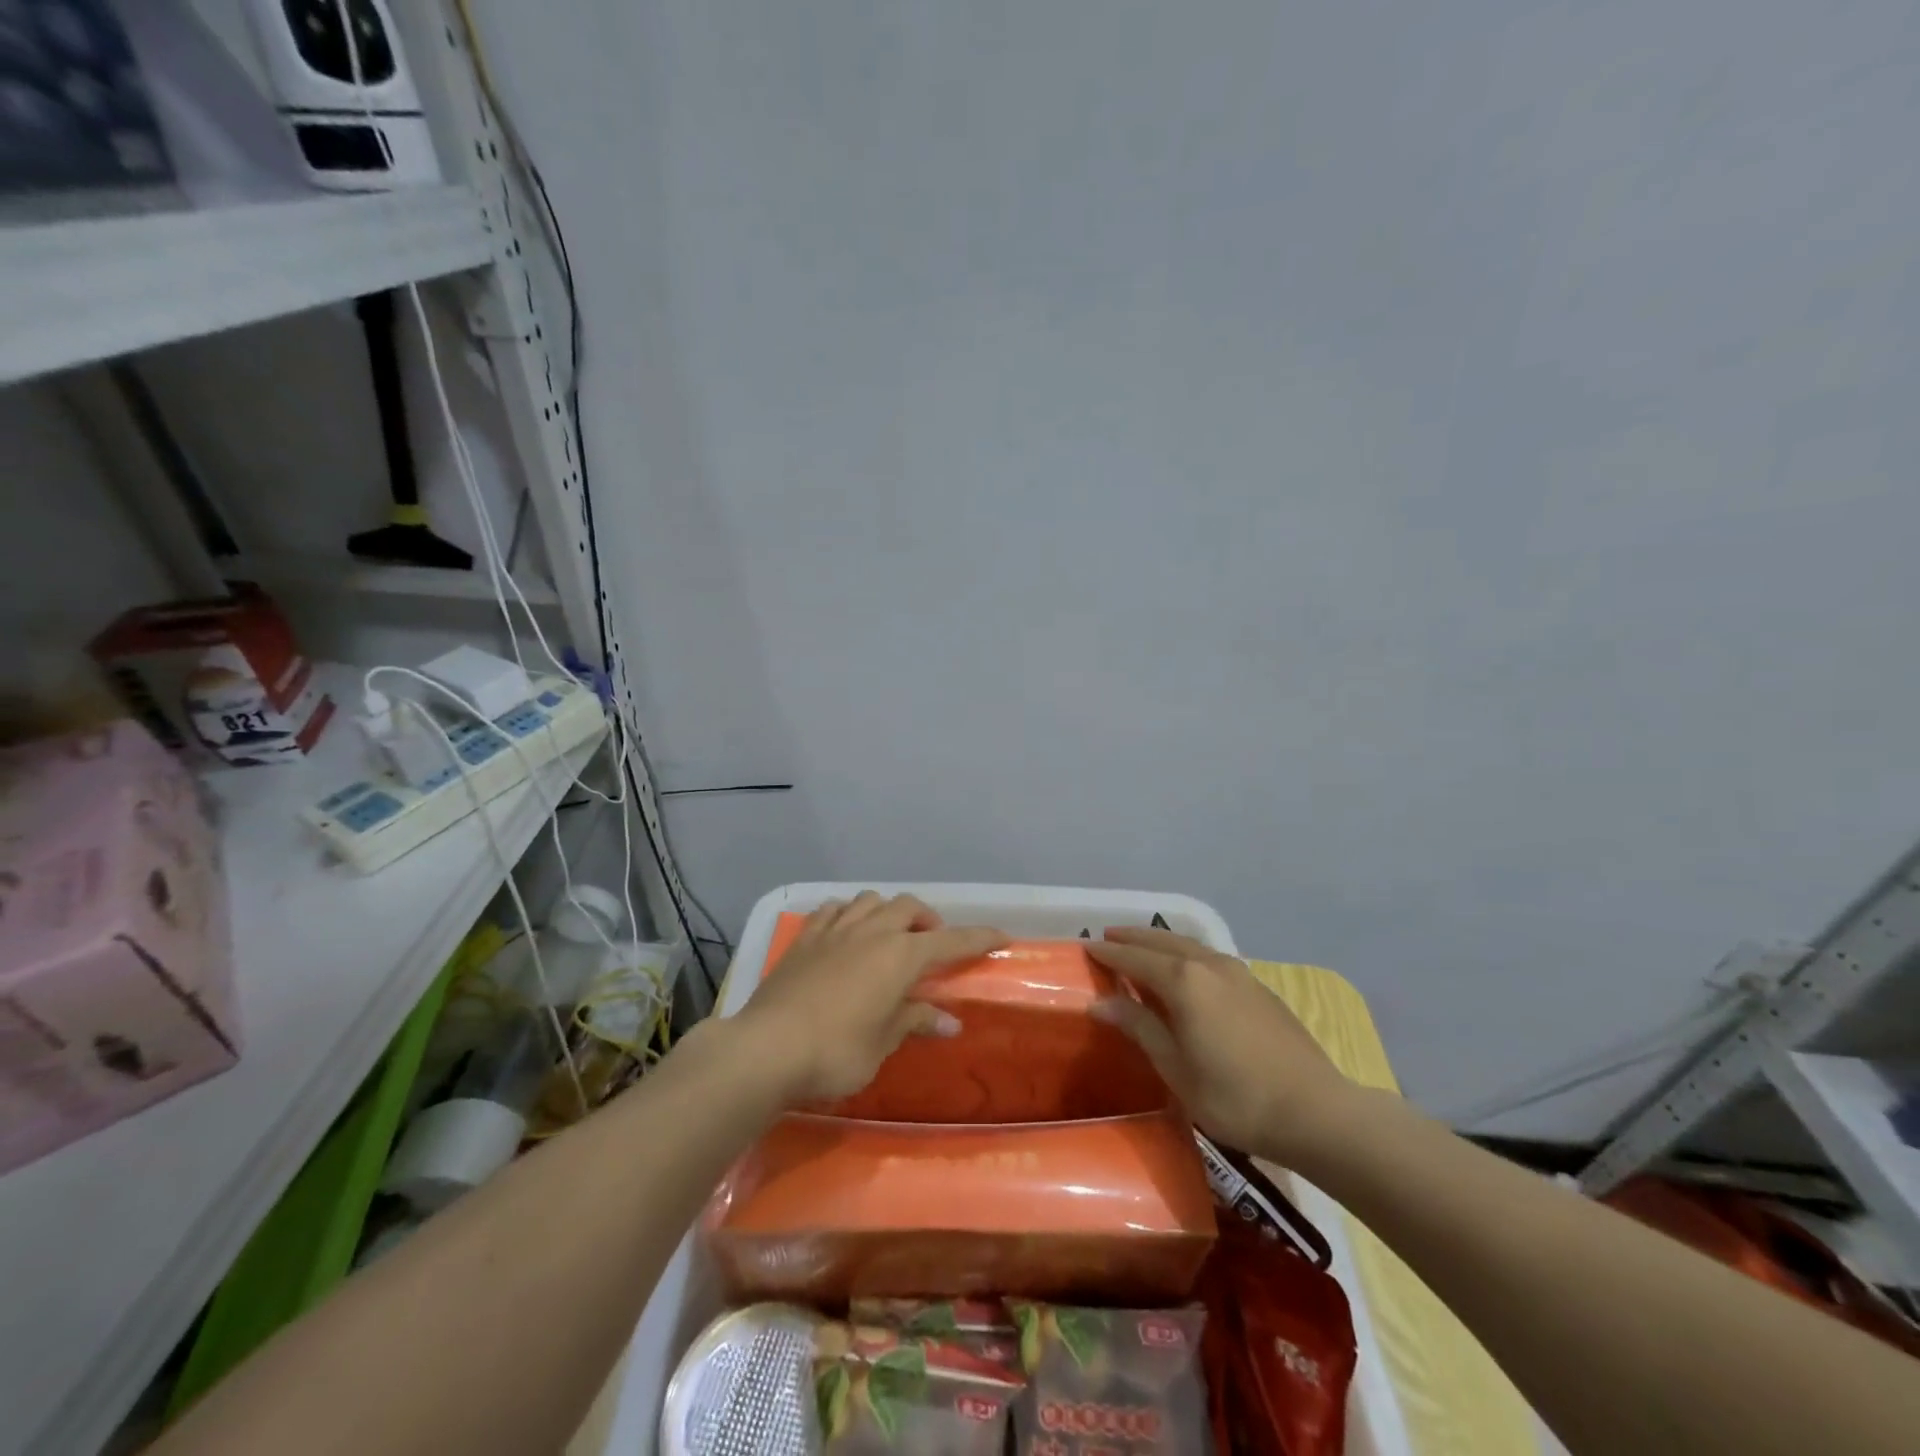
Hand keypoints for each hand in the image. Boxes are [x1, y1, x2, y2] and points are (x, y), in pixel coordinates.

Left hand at [729, 892, 1008, 1105]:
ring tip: (888, 935)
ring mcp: (835, 929)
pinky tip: (846, 932)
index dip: (978, 937)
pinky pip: (833, 909)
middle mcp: (872, 931)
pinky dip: (849, 914)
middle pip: (909, 907)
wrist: (768, 1047)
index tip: (1001, 936)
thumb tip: (950, 1022)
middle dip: (928, 920)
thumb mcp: (883, 1042)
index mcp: (900, 955)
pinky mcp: (805, 937)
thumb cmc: (836, 1051)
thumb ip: (915, 1021)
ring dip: (888, 911)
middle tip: (931, 944)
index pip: (951, 940)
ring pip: (871, 900)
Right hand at [1085, 926, 1360, 1166]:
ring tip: (1142, 946)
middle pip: (1162, 942)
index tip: (1085, 947)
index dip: (1108, 954)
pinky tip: (1186, 968)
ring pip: (1189, 944)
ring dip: (1161, 942)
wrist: (1315, 1111)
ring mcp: (1237, 973)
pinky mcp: (1257, 986)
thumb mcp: (1176, 1069)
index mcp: (1183, 981)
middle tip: (1108, 937)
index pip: (1134, 959)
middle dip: (1133, 938)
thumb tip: (1100, 1002)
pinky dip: (1186, 954)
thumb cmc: (1235, 1096)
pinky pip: (1209, 957)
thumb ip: (1140, 1027)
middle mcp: (1208, 965)